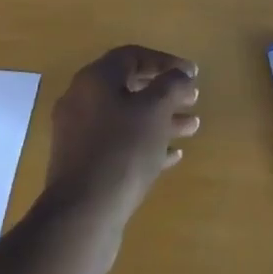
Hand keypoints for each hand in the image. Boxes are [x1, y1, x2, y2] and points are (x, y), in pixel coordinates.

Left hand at [44, 45, 200, 230]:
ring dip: (160, 120)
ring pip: (126, 118)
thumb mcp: (155, 110)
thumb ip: (172, 85)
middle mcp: (81, 101)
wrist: (82, 217)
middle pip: (130, 87)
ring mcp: (79, 136)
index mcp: (94, 80)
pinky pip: (118, 145)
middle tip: (193, 99)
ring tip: (192, 127)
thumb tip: (181, 74)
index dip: (166, 61)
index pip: (133, 56)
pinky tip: (172, 156)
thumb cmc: (122, 151)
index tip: (192, 74)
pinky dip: (145, 144)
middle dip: (165, 92)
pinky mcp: (83, 166)